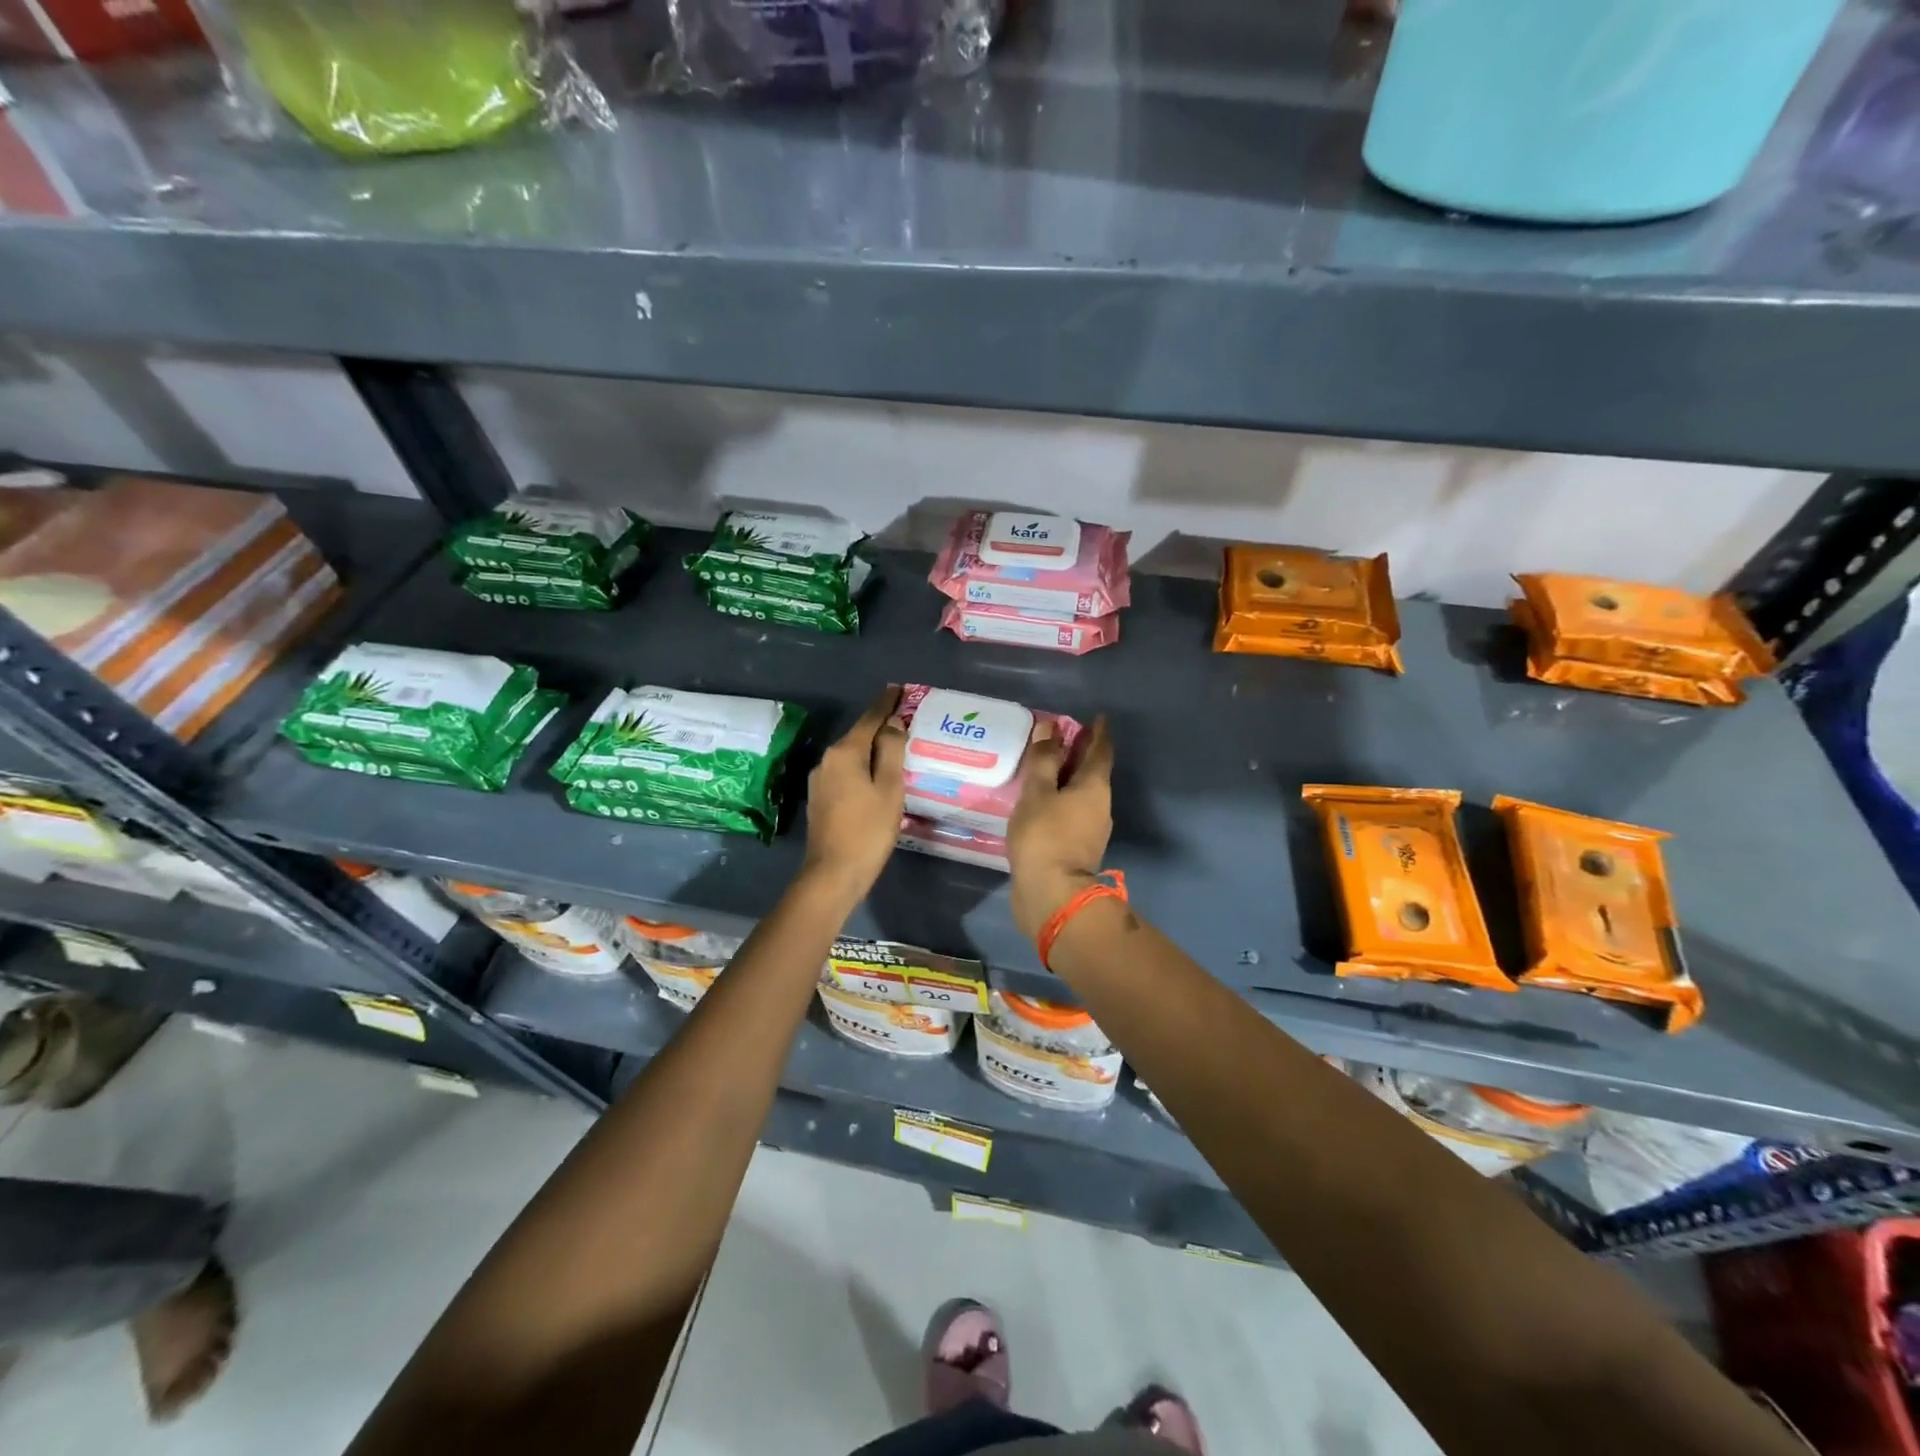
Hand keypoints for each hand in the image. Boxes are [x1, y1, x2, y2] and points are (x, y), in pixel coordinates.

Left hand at [801, 686, 906, 902]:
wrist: (833, 874)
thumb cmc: (868, 830)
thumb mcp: (889, 788)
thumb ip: (892, 751)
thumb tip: (893, 723)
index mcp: (844, 753)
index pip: (870, 718)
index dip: (887, 703)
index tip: (900, 689)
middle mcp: (827, 760)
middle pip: (859, 735)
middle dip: (882, 726)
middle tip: (908, 719)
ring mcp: (820, 780)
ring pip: (853, 755)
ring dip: (873, 749)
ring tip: (898, 746)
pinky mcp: (821, 798)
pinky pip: (847, 772)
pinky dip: (864, 767)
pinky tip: (878, 775)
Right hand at [1007, 716, 1113, 940]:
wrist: (1052, 895)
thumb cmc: (1044, 837)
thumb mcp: (1037, 793)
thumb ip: (1043, 760)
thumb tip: (1050, 727)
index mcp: (1095, 787)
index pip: (1101, 751)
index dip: (1099, 732)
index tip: (1097, 718)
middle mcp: (1100, 806)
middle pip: (1093, 773)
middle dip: (1080, 754)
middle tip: (1061, 739)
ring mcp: (1091, 830)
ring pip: (1081, 795)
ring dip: (1067, 780)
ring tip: (1044, 770)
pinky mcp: (1077, 849)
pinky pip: (1071, 814)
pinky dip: (1059, 802)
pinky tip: (1040, 804)